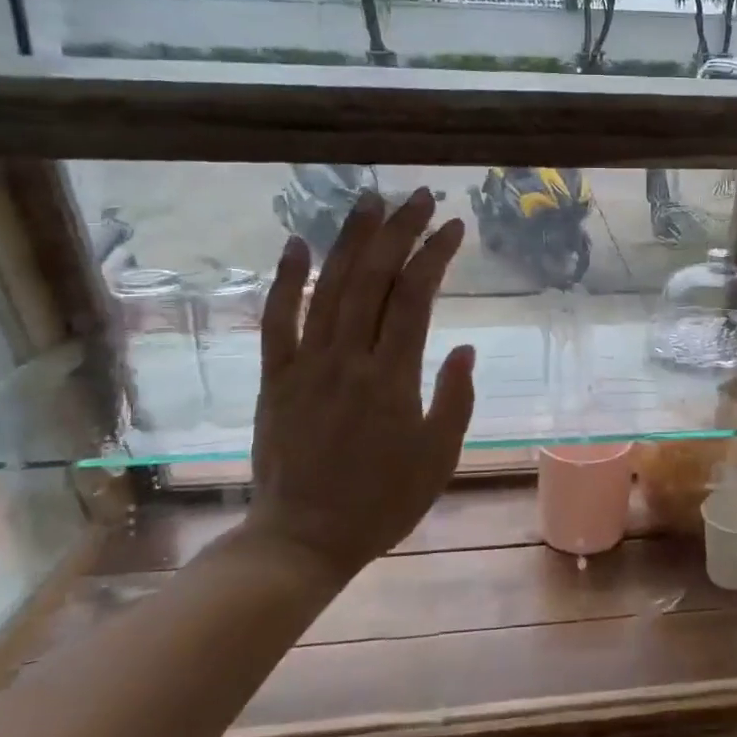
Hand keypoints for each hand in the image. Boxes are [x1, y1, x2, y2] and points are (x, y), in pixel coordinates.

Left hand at [240, 189, 475, 584]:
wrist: (303, 540)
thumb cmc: (382, 502)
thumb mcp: (438, 458)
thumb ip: (455, 400)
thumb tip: (462, 347)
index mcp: (392, 379)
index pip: (415, 298)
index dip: (434, 255)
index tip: (453, 227)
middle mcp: (347, 360)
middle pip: (373, 279)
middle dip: (398, 231)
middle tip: (418, 196)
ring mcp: (305, 366)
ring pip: (328, 288)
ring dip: (349, 240)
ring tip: (369, 200)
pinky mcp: (275, 378)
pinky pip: (276, 321)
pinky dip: (284, 280)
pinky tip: (295, 245)